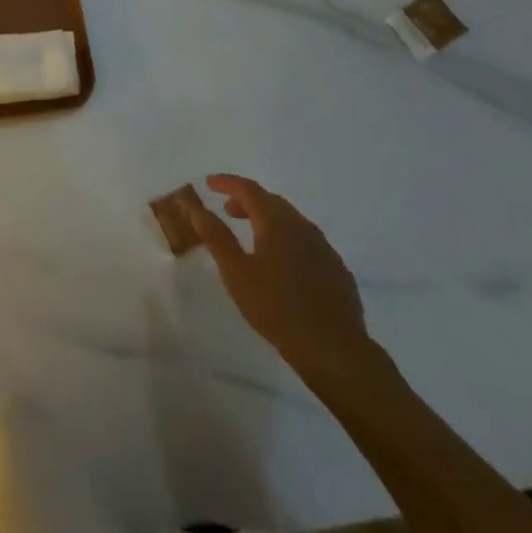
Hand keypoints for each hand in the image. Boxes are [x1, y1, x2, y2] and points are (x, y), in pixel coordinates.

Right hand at [190, 174, 375, 379]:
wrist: (334, 350)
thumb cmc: (276, 308)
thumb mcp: (236, 272)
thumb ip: (215, 236)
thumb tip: (194, 207)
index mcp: (276, 222)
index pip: (248, 189)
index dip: (227, 182)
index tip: (209, 183)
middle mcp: (303, 227)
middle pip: (272, 201)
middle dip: (247, 200)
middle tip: (227, 210)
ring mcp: (324, 248)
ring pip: (292, 221)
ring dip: (268, 219)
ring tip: (253, 235)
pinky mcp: (337, 269)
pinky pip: (308, 241)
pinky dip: (288, 238)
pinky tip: (284, 262)